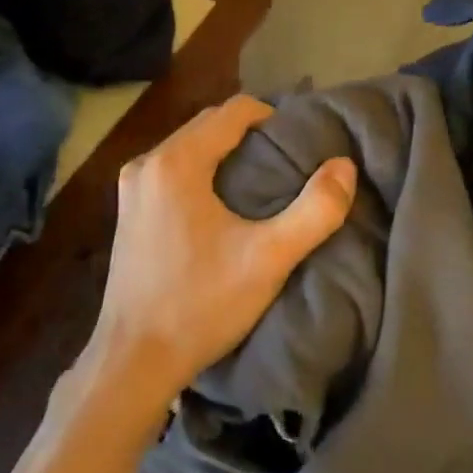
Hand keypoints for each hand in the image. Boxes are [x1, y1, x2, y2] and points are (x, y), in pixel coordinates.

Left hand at [68, 95, 357, 437]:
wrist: (133, 361)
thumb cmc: (201, 304)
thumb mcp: (269, 258)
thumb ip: (315, 210)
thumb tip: (344, 166)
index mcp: (176, 162)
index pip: (233, 111)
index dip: (273, 117)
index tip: (301, 143)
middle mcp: (147, 164)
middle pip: (209, 125)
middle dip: (251, 134)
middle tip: (289, 161)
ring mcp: (131, 188)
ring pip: (190, 148)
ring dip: (226, 153)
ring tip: (264, 182)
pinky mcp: (128, 212)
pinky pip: (173, 171)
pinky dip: (203, 173)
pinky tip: (225, 206)